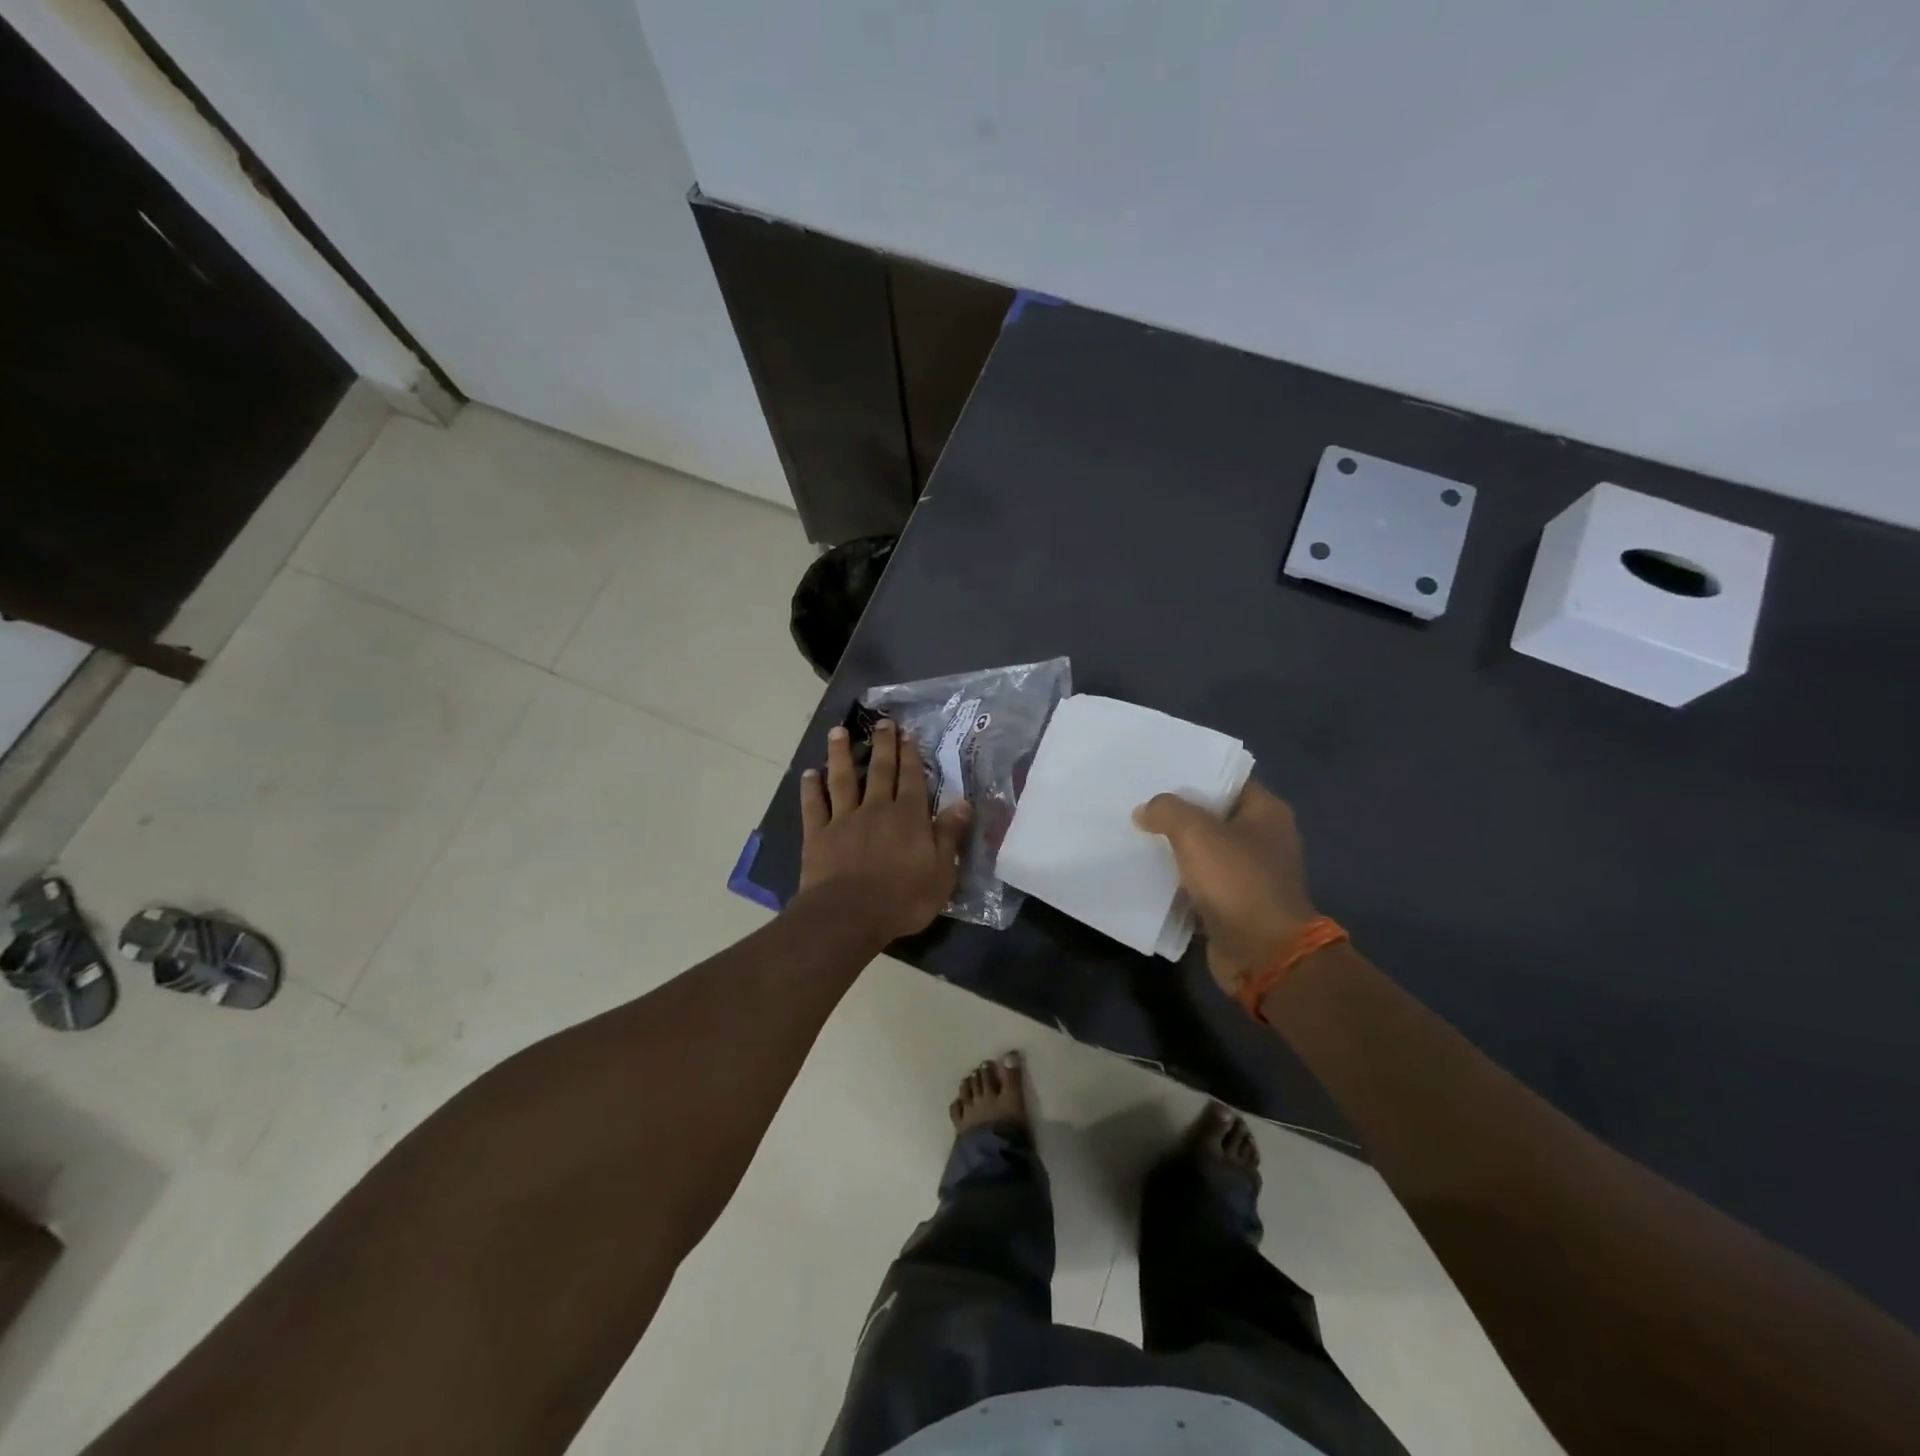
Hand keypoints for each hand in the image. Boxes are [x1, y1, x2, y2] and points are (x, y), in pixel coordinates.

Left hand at [797, 720, 971, 941]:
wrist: (849, 915)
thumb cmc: (903, 899)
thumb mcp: (941, 872)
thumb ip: (950, 835)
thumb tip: (963, 803)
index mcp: (908, 817)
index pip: (911, 778)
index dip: (910, 755)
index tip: (907, 733)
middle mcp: (876, 809)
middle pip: (879, 770)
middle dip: (882, 745)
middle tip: (881, 722)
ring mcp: (843, 820)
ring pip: (842, 779)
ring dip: (840, 754)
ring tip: (838, 731)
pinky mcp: (818, 835)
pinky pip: (814, 806)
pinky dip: (811, 789)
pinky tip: (809, 774)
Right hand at [1134, 782, 1317, 996]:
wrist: (1264, 955)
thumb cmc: (1238, 883)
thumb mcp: (1196, 834)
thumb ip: (1167, 811)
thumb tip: (1145, 811)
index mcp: (1266, 812)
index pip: (1226, 781)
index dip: (1193, 775)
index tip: (1156, 772)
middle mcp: (1262, 839)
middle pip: (1211, 816)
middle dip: (1176, 812)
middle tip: (1136, 802)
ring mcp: (1249, 874)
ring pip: (1202, 851)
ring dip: (1173, 848)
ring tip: (1134, 834)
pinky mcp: (1233, 904)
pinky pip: (1198, 883)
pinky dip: (1176, 880)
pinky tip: (1145, 872)